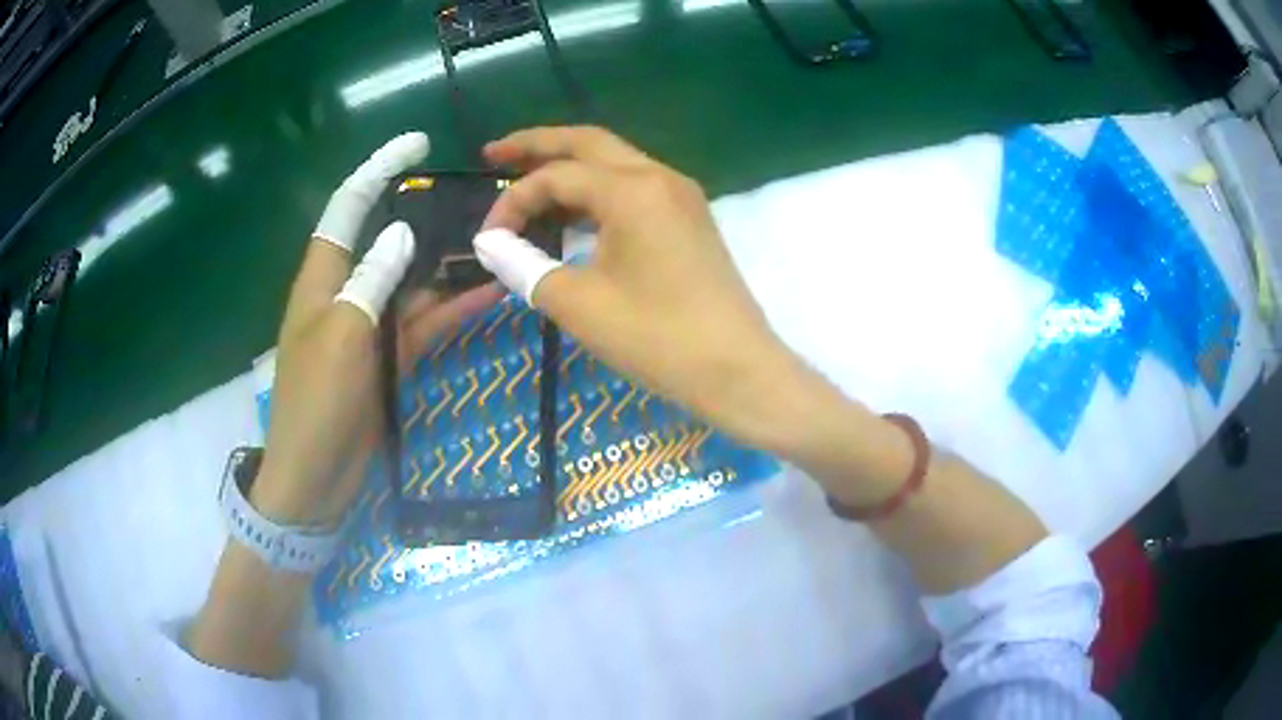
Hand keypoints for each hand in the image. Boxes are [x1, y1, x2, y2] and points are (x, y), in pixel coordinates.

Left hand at [253, 133, 500, 524]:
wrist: (315, 476)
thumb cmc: (317, 403)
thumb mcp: (342, 335)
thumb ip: (372, 279)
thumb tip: (405, 232)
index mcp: (323, 276)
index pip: (349, 205)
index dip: (378, 169)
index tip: (416, 144)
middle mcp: (347, 289)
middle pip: (388, 236)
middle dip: (426, 212)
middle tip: (475, 196)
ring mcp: (370, 323)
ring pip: (413, 278)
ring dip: (449, 262)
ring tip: (496, 239)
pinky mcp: (388, 355)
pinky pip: (424, 320)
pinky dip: (452, 306)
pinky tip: (489, 291)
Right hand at [475, 126, 804, 449]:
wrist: (739, 370)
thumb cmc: (658, 338)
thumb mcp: (578, 303)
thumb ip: (524, 265)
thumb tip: (490, 244)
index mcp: (632, 188)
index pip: (556, 176)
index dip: (512, 201)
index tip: (488, 240)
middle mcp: (659, 176)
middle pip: (588, 142)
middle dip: (537, 144)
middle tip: (494, 154)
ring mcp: (681, 195)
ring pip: (614, 162)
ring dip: (570, 168)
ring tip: (527, 184)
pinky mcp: (690, 219)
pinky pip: (635, 188)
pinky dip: (597, 192)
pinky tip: (573, 215)